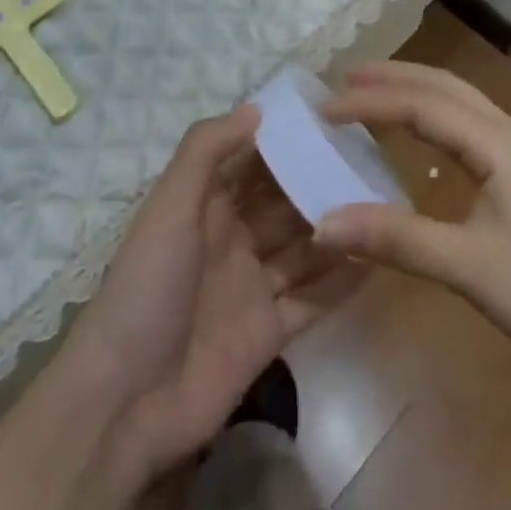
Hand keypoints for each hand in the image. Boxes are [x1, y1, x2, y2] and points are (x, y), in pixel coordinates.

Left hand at [65, 106, 363, 480]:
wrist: (127, 401)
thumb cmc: (149, 287)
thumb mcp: (170, 206)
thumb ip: (207, 150)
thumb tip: (257, 108)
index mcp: (205, 206)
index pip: (250, 161)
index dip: (284, 140)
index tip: (329, 118)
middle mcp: (231, 239)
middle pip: (282, 202)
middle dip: (317, 181)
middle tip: (370, 159)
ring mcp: (252, 287)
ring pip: (303, 248)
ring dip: (335, 227)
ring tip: (383, 202)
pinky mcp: (269, 332)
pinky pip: (312, 300)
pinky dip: (340, 282)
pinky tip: (376, 260)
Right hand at [315, 62, 510, 387]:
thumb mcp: (469, 269)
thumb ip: (396, 240)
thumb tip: (324, 224)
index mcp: (500, 143)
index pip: (422, 106)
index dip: (371, 103)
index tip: (324, 109)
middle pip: (445, 87)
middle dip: (395, 77)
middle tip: (345, 79)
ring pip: (462, 103)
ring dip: (417, 92)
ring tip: (374, 95)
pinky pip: (472, 127)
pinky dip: (436, 117)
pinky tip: (422, 138)